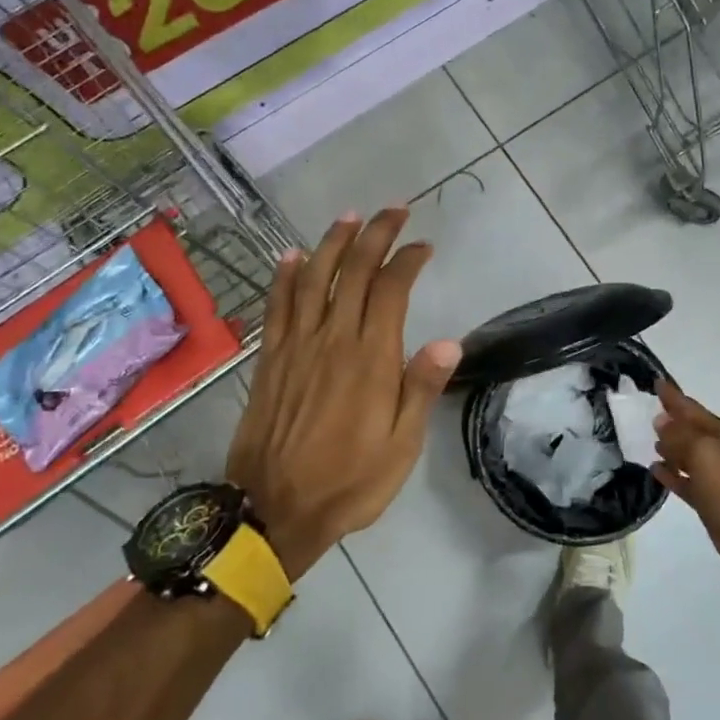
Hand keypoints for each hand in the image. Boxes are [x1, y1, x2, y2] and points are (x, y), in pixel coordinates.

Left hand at [226, 209, 460, 578]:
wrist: (275, 509)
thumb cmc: (350, 481)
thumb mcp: (401, 447)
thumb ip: (420, 390)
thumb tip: (449, 342)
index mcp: (370, 359)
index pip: (391, 290)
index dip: (407, 260)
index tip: (423, 246)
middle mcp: (332, 340)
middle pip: (354, 272)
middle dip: (375, 235)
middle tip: (394, 210)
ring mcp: (296, 346)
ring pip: (314, 279)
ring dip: (332, 243)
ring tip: (350, 217)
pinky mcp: (271, 359)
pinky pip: (277, 306)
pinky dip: (285, 277)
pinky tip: (291, 255)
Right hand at [652, 382, 719, 581]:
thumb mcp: (703, 452)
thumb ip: (679, 434)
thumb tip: (661, 421)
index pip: (691, 408)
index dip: (673, 396)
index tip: (655, 381)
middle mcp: (718, 450)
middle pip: (688, 429)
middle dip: (669, 420)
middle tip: (647, 410)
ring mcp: (714, 476)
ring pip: (685, 454)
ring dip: (668, 446)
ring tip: (648, 439)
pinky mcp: (707, 499)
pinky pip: (684, 480)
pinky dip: (670, 474)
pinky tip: (654, 469)